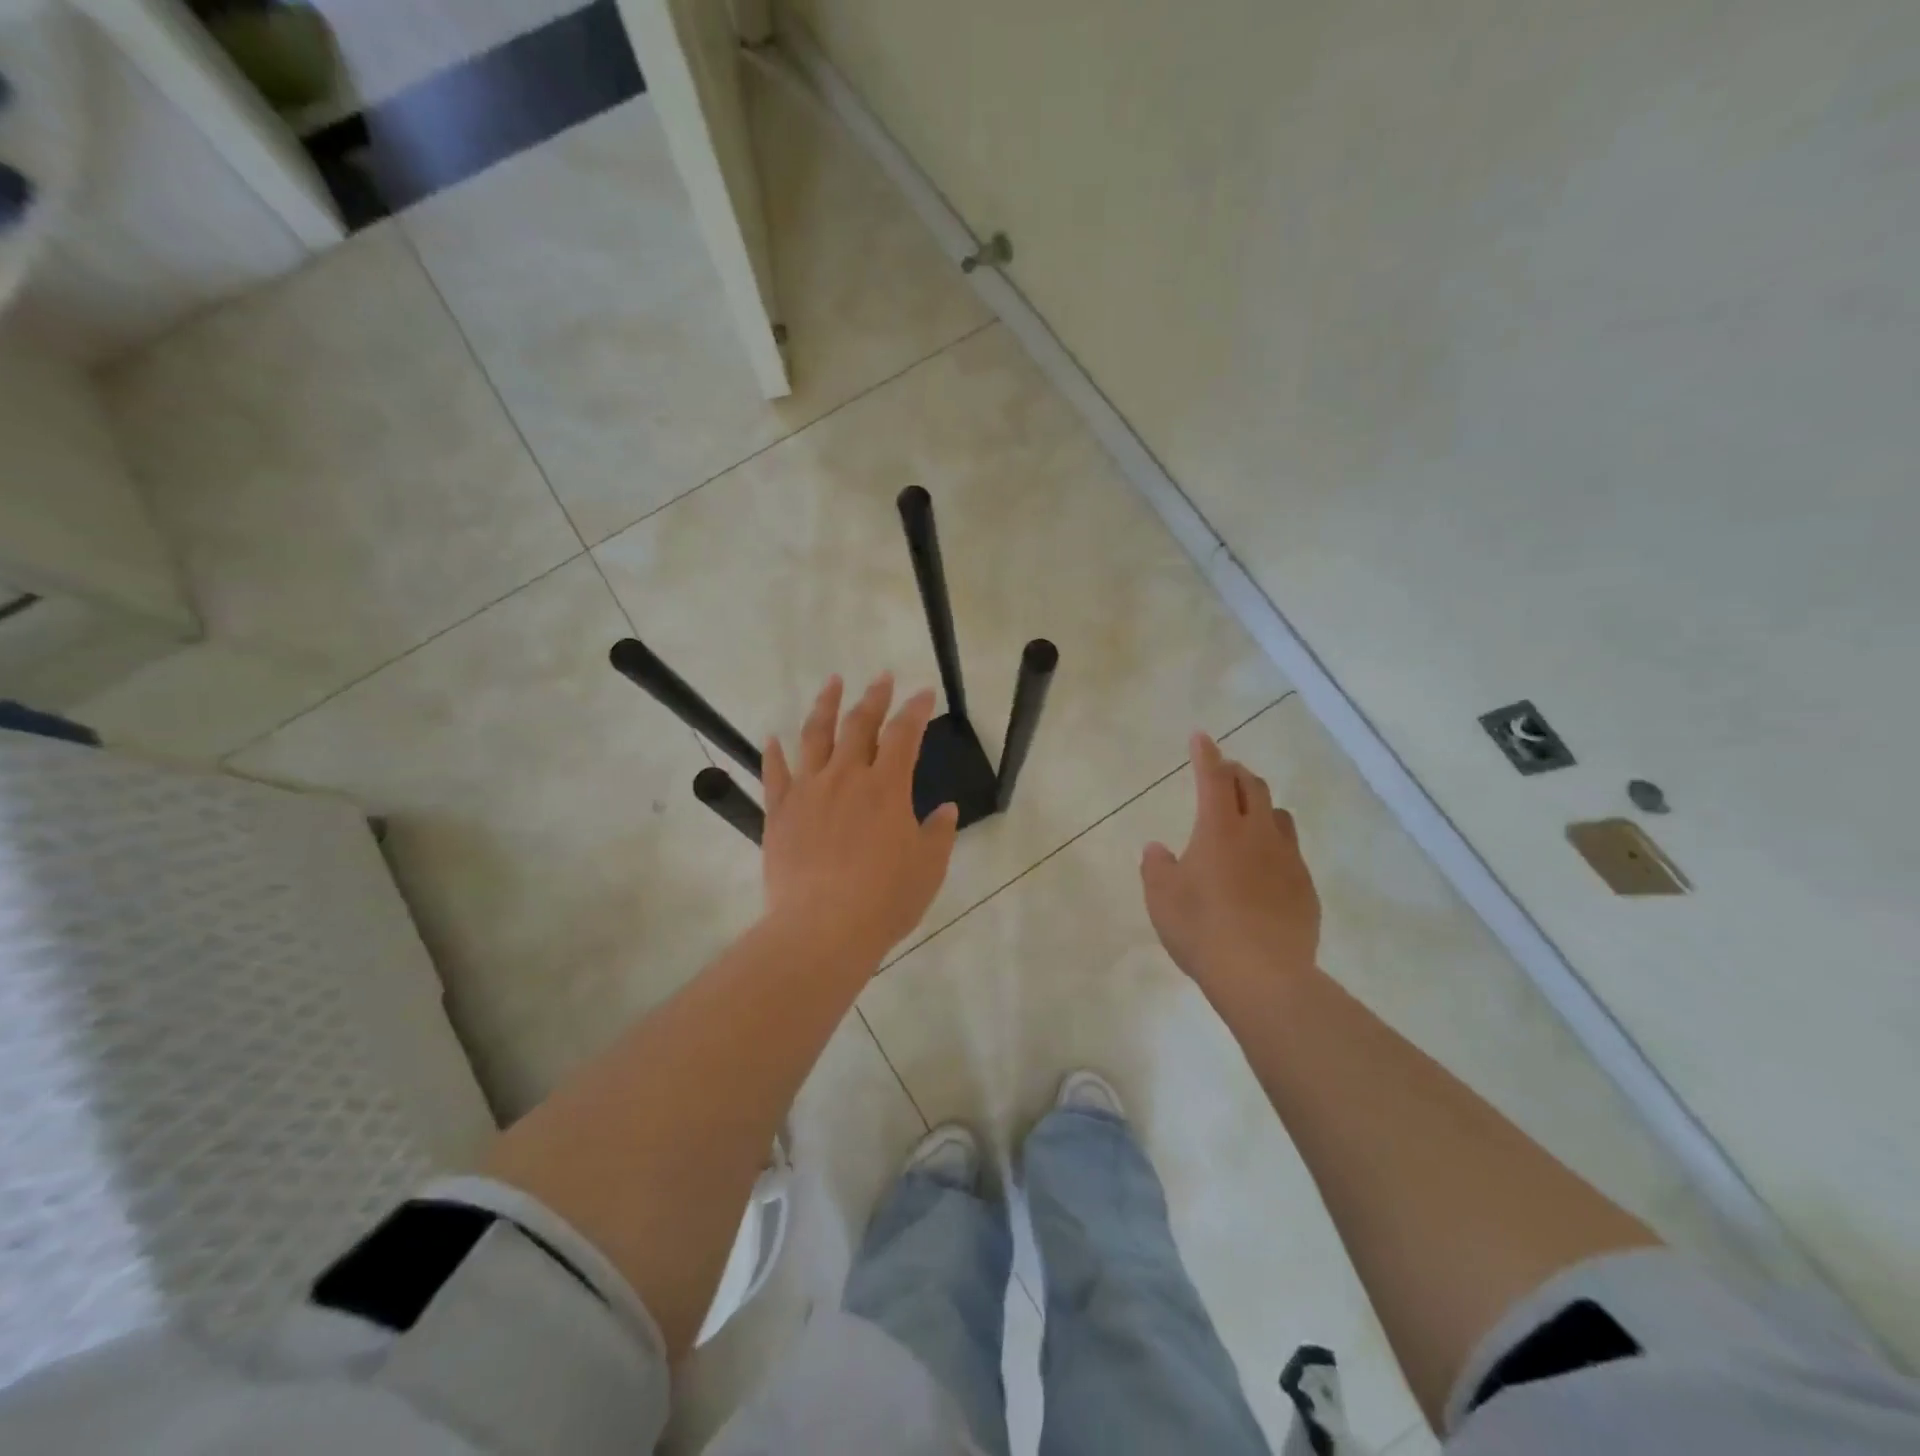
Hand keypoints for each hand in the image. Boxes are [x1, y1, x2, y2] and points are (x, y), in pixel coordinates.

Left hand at [761, 673, 958, 968]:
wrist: (823, 927)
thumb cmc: (885, 899)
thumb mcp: (927, 868)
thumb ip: (938, 833)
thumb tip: (945, 810)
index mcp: (887, 787)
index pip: (904, 735)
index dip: (915, 710)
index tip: (923, 693)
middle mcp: (846, 777)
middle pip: (859, 725)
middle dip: (874, 697)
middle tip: (882, 677)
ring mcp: (808, 791)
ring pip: (815, 736)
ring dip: (825, 705)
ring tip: (832, 682)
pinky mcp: (779, 812)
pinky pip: (774, 774)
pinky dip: (773, 753)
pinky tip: (772, 738)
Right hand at [1141, 733, 1320, 993]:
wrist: (1263, 974)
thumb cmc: (1201, 929)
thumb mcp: (1161, 898)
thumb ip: (1156, 868)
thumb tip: (1157, 849)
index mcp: (1218, 829)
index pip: (1212, 778)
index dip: (1205, 754)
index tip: (1201, 737)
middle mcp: (1258, 834)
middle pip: (1253, 787)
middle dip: (1236, 772)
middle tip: (1223, 772)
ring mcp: (1288, 860)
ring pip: (1279, 816)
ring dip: (1261, 805)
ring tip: (1247, 816)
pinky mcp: (1306, 888)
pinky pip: (1291, 852)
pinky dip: (1274, 844)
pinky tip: (1264, 869)